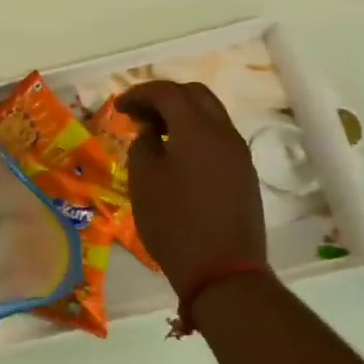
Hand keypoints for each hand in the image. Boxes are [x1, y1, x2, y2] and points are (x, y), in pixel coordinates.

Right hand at [117, 81, 267, 297]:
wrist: (224, 272)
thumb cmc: (174, 221)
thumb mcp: (143, 179)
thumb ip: (144, 145)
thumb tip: (152, 134)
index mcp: (197, 128)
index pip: (167, 92)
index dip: (139, 93)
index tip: (118, 107)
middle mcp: (224, 132)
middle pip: (195, 95)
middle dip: (164, 97)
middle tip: (138, 115)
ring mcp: (239, 154)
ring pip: (210, 115)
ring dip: (181, 115)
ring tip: (155, 134)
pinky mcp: (244, 174)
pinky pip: (218, 138)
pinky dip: (195, 134)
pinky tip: (176, 155)